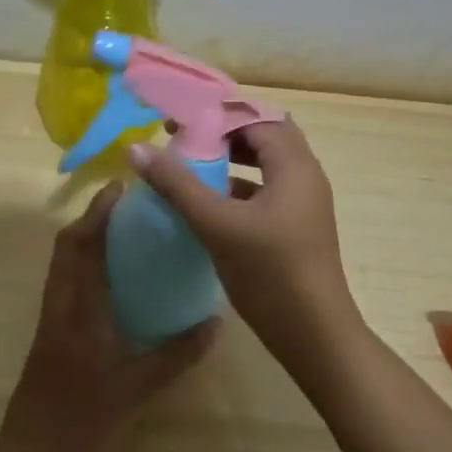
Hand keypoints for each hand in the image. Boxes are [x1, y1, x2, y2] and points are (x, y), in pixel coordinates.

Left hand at [0, 183, 217, 451]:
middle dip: (90, 219)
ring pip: (62, 264)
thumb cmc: (85, 421)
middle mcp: (58, 305)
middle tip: (124, 205)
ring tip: (121, 231)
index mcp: (77, 311)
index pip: (83, 248)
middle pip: (66, 247)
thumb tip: (215, 323)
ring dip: (85, 239)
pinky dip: (83, 265)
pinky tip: (111, 277)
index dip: (98, 214)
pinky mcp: (49, 332)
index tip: (120, 189)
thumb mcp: (139, 388)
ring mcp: (50, 319)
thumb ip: (178, 354)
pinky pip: (64, 283)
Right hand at [128, 119, 363, 371]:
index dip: (214, 115)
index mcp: (294, 166)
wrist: (315, 336)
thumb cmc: (270, 273)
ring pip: (266, 164)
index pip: (254, 118)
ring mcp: (304, 203)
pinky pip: (267, 189)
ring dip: (232, 158)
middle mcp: (305, 176)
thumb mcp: (217, 225)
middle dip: (223, 132)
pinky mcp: (297, 226)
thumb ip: (177, 184)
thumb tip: (136, 149)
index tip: (176, 123)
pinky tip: (209, 203)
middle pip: (264, 135)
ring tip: (191, 165)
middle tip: (184, 139)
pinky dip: (239, 185)